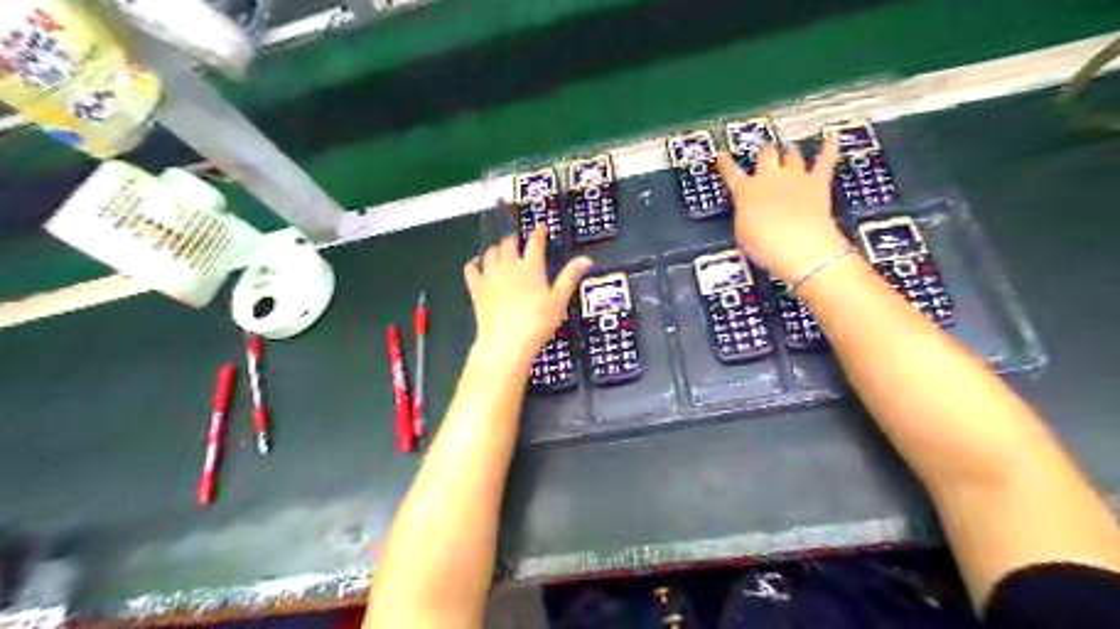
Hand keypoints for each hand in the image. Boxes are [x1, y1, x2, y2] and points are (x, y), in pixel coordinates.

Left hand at [465, 226, 594, 364]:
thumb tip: (586, 259)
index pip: (535, 242)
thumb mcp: (559, 300)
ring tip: (501, 251)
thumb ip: (570, 277)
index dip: (539, 232)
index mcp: (531, 267)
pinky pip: (471, 269)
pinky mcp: (477, 289)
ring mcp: (490, 276)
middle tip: (518, 241)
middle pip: (508, 243)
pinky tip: (476, 263)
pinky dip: (474, 263)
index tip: (541, 227)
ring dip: (496, 249)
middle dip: (514, 239)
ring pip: (490, 253)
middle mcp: (509, 266)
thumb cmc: (537, 321)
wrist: (507, 341)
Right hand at [716, 139, 850, 285]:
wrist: (800, 246)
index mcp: (746, 191)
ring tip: (788, 148)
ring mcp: (795, 177)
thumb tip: (747, 208)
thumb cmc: (765, 246)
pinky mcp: (818, 183)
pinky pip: (825, 160)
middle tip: (764, 153)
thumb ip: (743, 214)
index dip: (726, 163)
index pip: (731, 173)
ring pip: (791, 153)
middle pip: (765, 154)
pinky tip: (834, 136)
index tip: (722, 155)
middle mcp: (769, 178)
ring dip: (789, 151)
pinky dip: (830, 147)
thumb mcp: (742, 233)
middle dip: (764, 153)